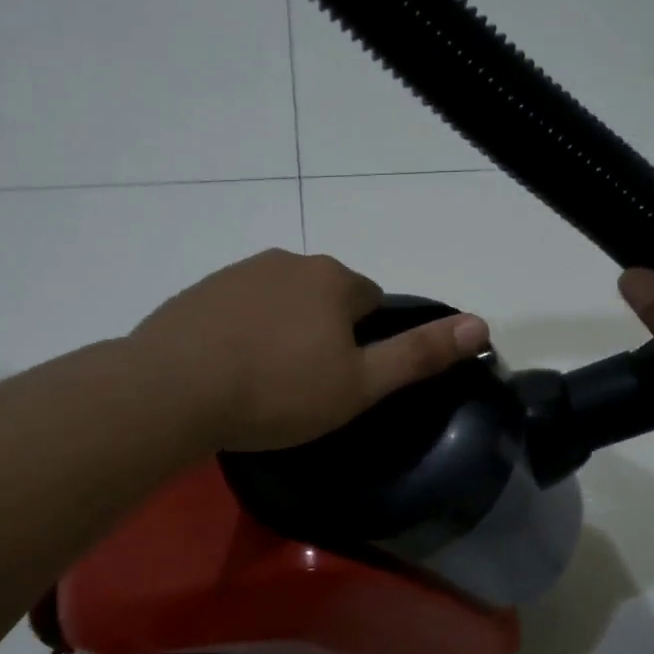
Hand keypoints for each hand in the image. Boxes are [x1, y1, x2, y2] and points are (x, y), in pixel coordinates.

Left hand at [129, 249, 490, 451]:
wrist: (172, 391)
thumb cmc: (278, 391)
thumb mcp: (360, 384)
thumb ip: (419, 354)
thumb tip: (480, 323)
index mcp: (333, 279)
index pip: (371, 301)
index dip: (364, 343)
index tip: (343, 381)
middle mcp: (289, 261)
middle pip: (325, 298)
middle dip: (323, 334)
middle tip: (304, 387)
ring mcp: (239, 272)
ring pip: (281, 302)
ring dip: (283, 332)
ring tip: (264, 383)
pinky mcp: (199, 291)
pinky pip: (239, 309)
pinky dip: (243, 332)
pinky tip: (227, 370)